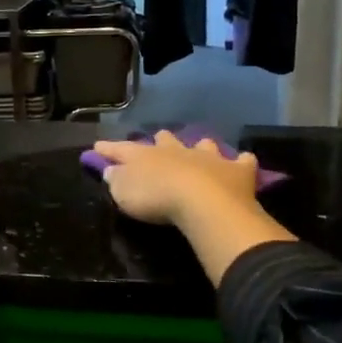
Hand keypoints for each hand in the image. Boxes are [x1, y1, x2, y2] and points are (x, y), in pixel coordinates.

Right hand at [93, 131, 262, 226]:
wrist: (203, 203)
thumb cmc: (156, 199)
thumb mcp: (124, 193)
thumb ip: (116, 180)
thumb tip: (111, 170)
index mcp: (146, 155)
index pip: (122, 149)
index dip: (109, 148)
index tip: (98, 146)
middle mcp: (177, 150)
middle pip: (165, 139)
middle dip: (160, 140)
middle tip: (158, 142)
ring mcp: (208, 157)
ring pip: (203, 144)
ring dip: (201, 147)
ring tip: (201, 149)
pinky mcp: (236, 171)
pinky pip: (242, 161)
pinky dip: (242, 162)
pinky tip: (244, 161)